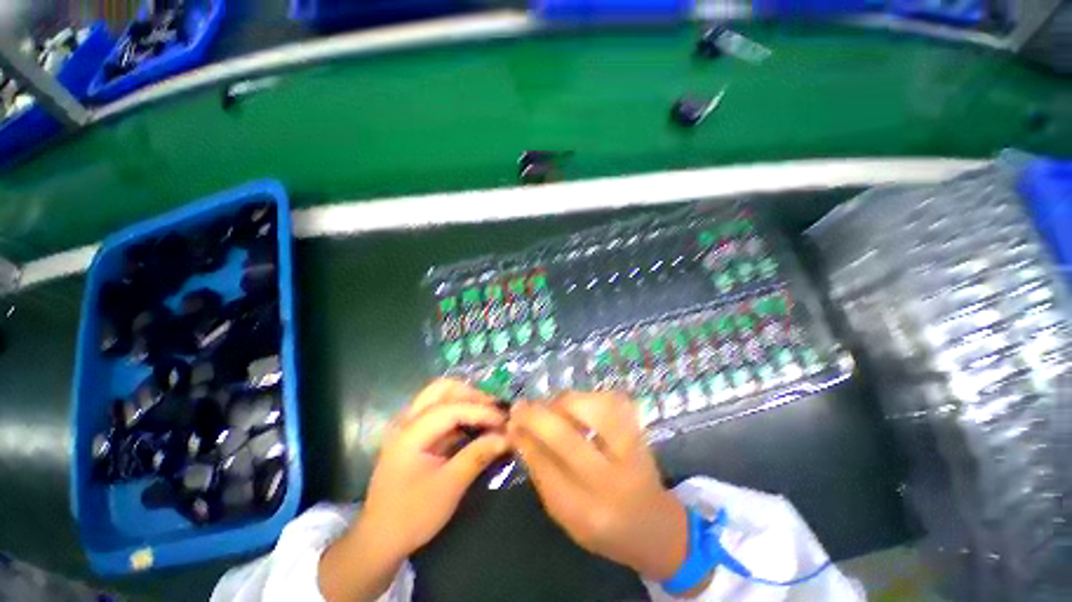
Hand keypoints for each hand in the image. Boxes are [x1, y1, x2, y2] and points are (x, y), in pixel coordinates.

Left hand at [319, 379, 508, 600]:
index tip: (504, 420)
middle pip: (442, 389)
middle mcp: (407, 421)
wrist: (379, 540)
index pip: (451, 408)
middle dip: (471, 394)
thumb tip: (506, 437)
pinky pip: (438, 410)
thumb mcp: (449, 487)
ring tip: (487, 411)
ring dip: (465, 398)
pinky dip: (459, 410)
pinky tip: (474, 422)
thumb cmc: (412, 515)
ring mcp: (408, 426)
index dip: (480, 411)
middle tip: (494, 408)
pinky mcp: (414, 435)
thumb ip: (478, 456)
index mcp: (410, 433)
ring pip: (439, 395)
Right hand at [507, 392, 692, 584]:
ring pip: (589, 408)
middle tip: (520, 407)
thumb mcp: (566, 513)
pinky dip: (585, 398)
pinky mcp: (639, 427)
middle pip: (566, 436)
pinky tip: (575, 407)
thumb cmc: (604, 524)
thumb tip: (518, 433)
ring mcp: (632, 448)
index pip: (547, 467)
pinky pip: (607, 398)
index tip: (510, 423)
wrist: (655, 523)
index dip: (525, 438)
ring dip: (561, 403)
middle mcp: (613, 478)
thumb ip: (541, 473)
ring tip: (550, 409)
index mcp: (590, 511)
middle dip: (536, 416)